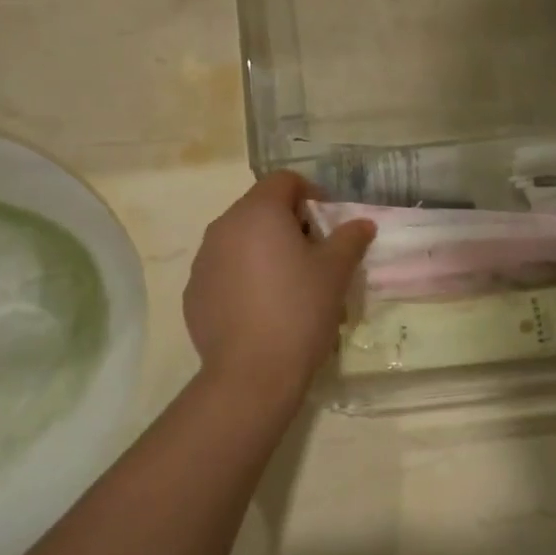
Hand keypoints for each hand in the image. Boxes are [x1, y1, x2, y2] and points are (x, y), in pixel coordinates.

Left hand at [183, 172, 374, 402]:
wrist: (252, 373)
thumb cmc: (300, 310)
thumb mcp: (336, 272)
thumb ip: (350, 238)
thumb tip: (362, 223)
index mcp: (258, 212)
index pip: (284, 180)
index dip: (311, 193)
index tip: (328, 223)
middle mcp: (223, 227)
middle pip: (259, 208)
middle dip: (288, 223)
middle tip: (314, 254)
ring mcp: (203, 260)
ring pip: (239, 239)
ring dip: (264, 249)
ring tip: (288, 283)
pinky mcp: (193, 292)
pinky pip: (224, 269)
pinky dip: (243, 276)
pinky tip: (262, 307)